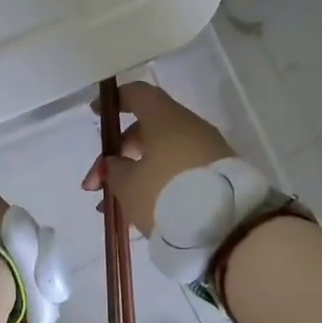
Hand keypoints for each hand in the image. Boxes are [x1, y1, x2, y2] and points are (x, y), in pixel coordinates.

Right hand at [81, 82, 235, 236]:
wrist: (226, 228)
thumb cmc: (165, 194)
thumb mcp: (127, 184)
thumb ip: (114, 169)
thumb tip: (116, 163)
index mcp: (166, 119)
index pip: (138, 94)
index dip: (115, 101)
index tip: (95, 113)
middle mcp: (189, 128)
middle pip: (146, 131)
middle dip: (117, 156)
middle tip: (96, 185)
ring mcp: (207, 152)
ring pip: (161, 156)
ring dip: (133, 176)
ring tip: (111, 208)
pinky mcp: (217, 177)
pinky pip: (178, 173)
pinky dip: (156, 186)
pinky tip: (138, 214)